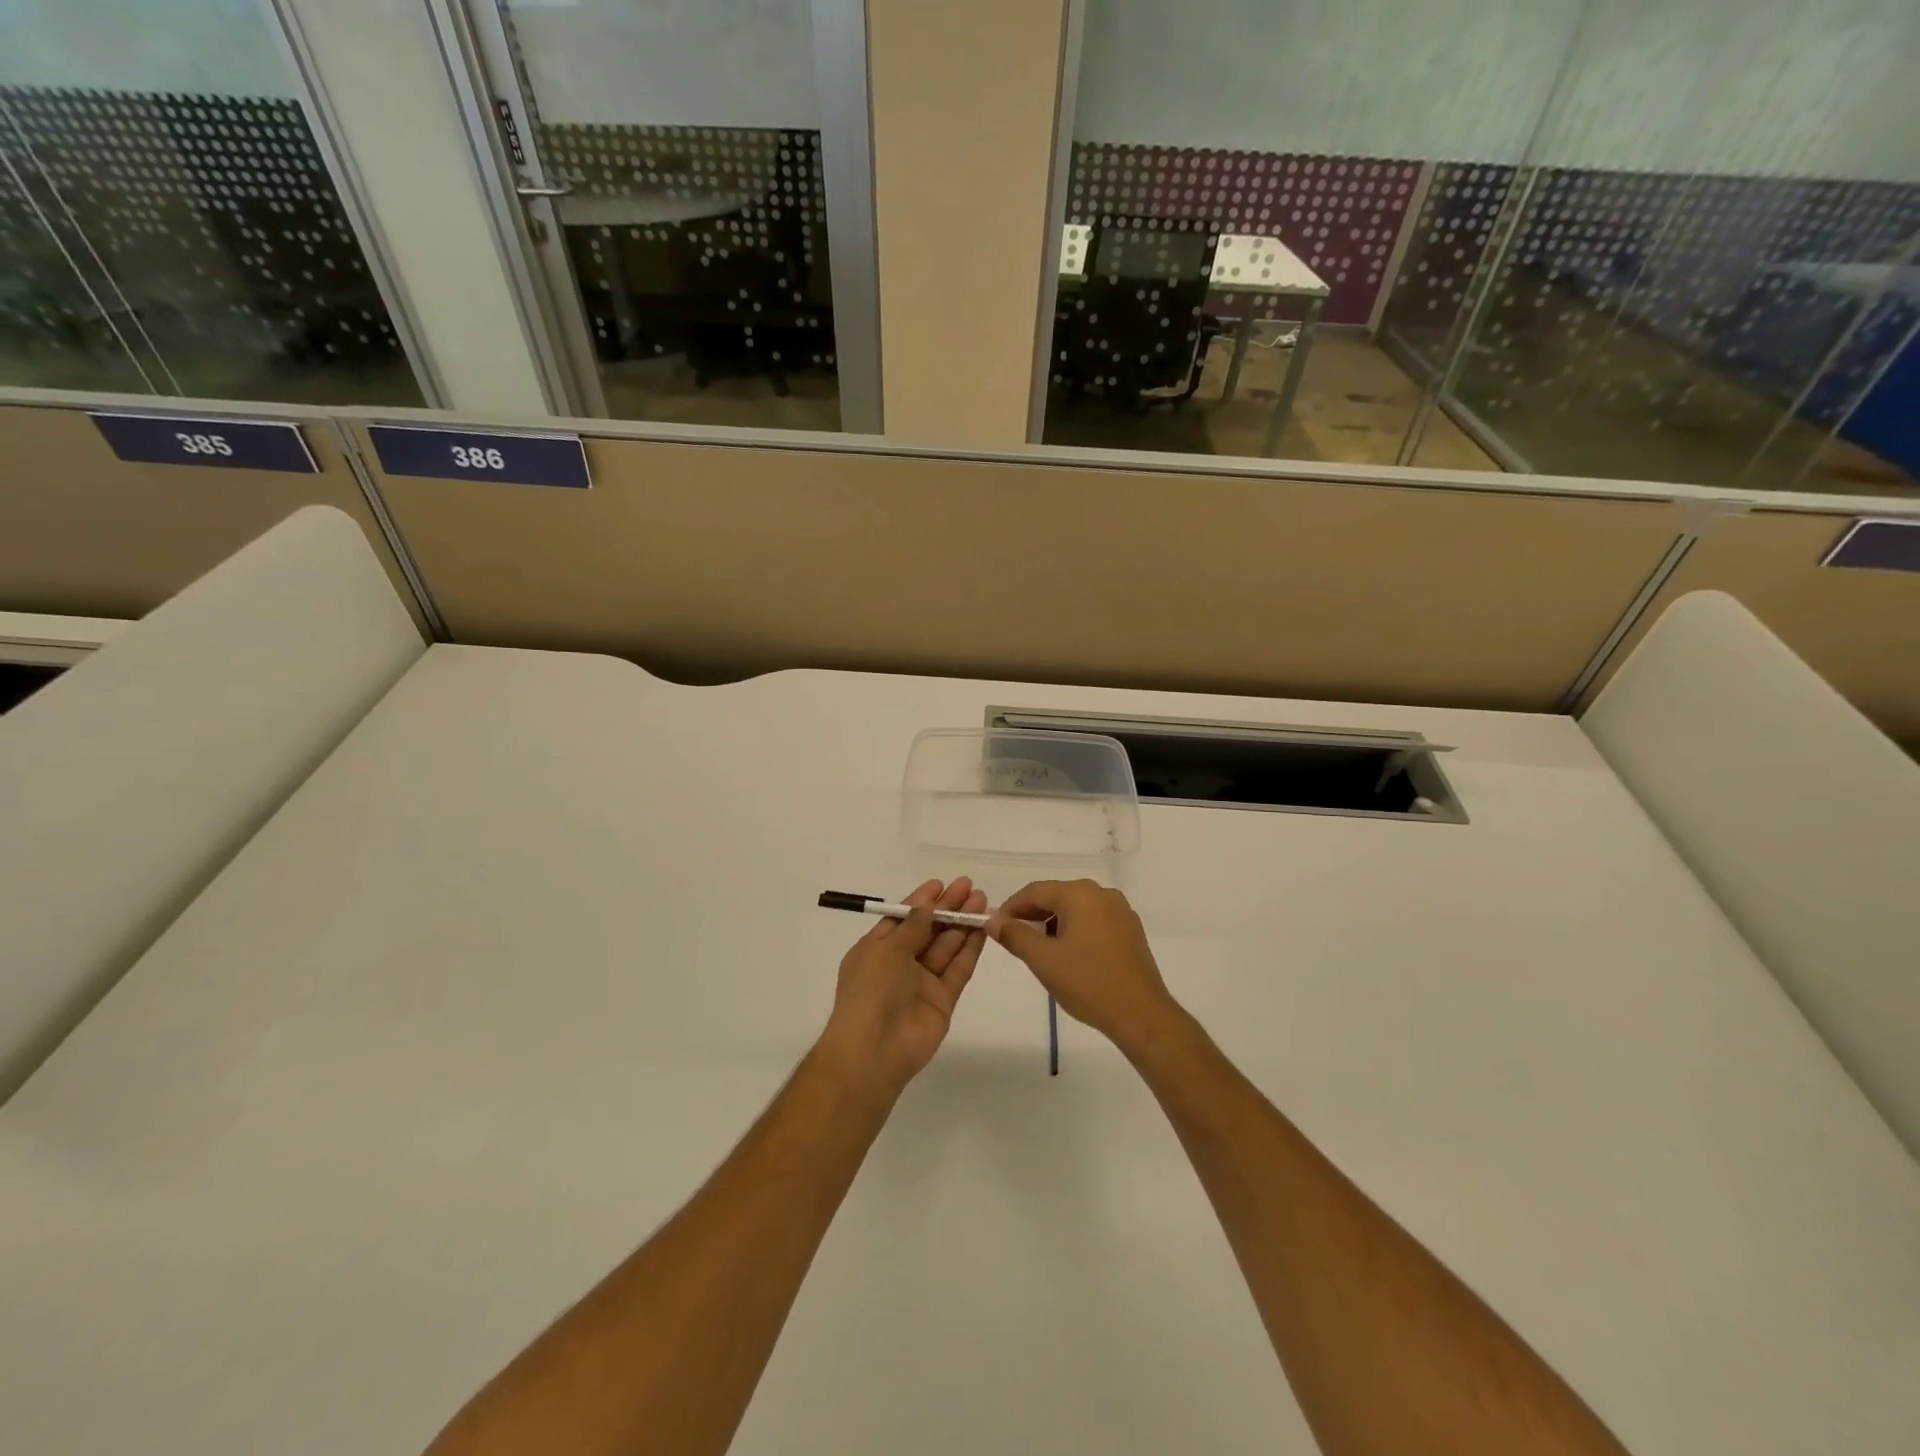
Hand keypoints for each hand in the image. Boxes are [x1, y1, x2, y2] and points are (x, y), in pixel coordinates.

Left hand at [817, 878, 987, 1101]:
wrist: (874, 1052)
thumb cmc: (870, 991)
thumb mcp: (886, 950)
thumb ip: (912, 927)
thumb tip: (927, 906)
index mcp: (875, 950)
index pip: (902, 919)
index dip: (921, 902)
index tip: (941, 884)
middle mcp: (899, 964)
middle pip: (927, 930)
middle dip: (947, 908)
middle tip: (969, 887)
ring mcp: (922, 983)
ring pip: (946, 947)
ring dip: (962, 924)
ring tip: (981, 901)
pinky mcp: (943, 1001)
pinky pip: (957, 970)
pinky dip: (969, 949)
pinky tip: (982, 929)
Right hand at [988, 880, 1180, 1056]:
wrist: (1140, 1013)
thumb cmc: (1087, 982)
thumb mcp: (1043, 960)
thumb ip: (1014, 935)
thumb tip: (992, 920)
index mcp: (1079, 894)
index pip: (1035, 891)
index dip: (1011, 907)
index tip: (995, 926)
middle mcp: (1102, 893)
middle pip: (1057, 896)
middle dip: (1032, 915)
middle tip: (1014, 938)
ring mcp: (1120, 910)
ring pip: (1076, 908)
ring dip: (1054, 923)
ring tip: (1041, 949)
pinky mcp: (1130, 929)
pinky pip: (1094, 920)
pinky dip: (1076, 930)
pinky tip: (1070, 954)